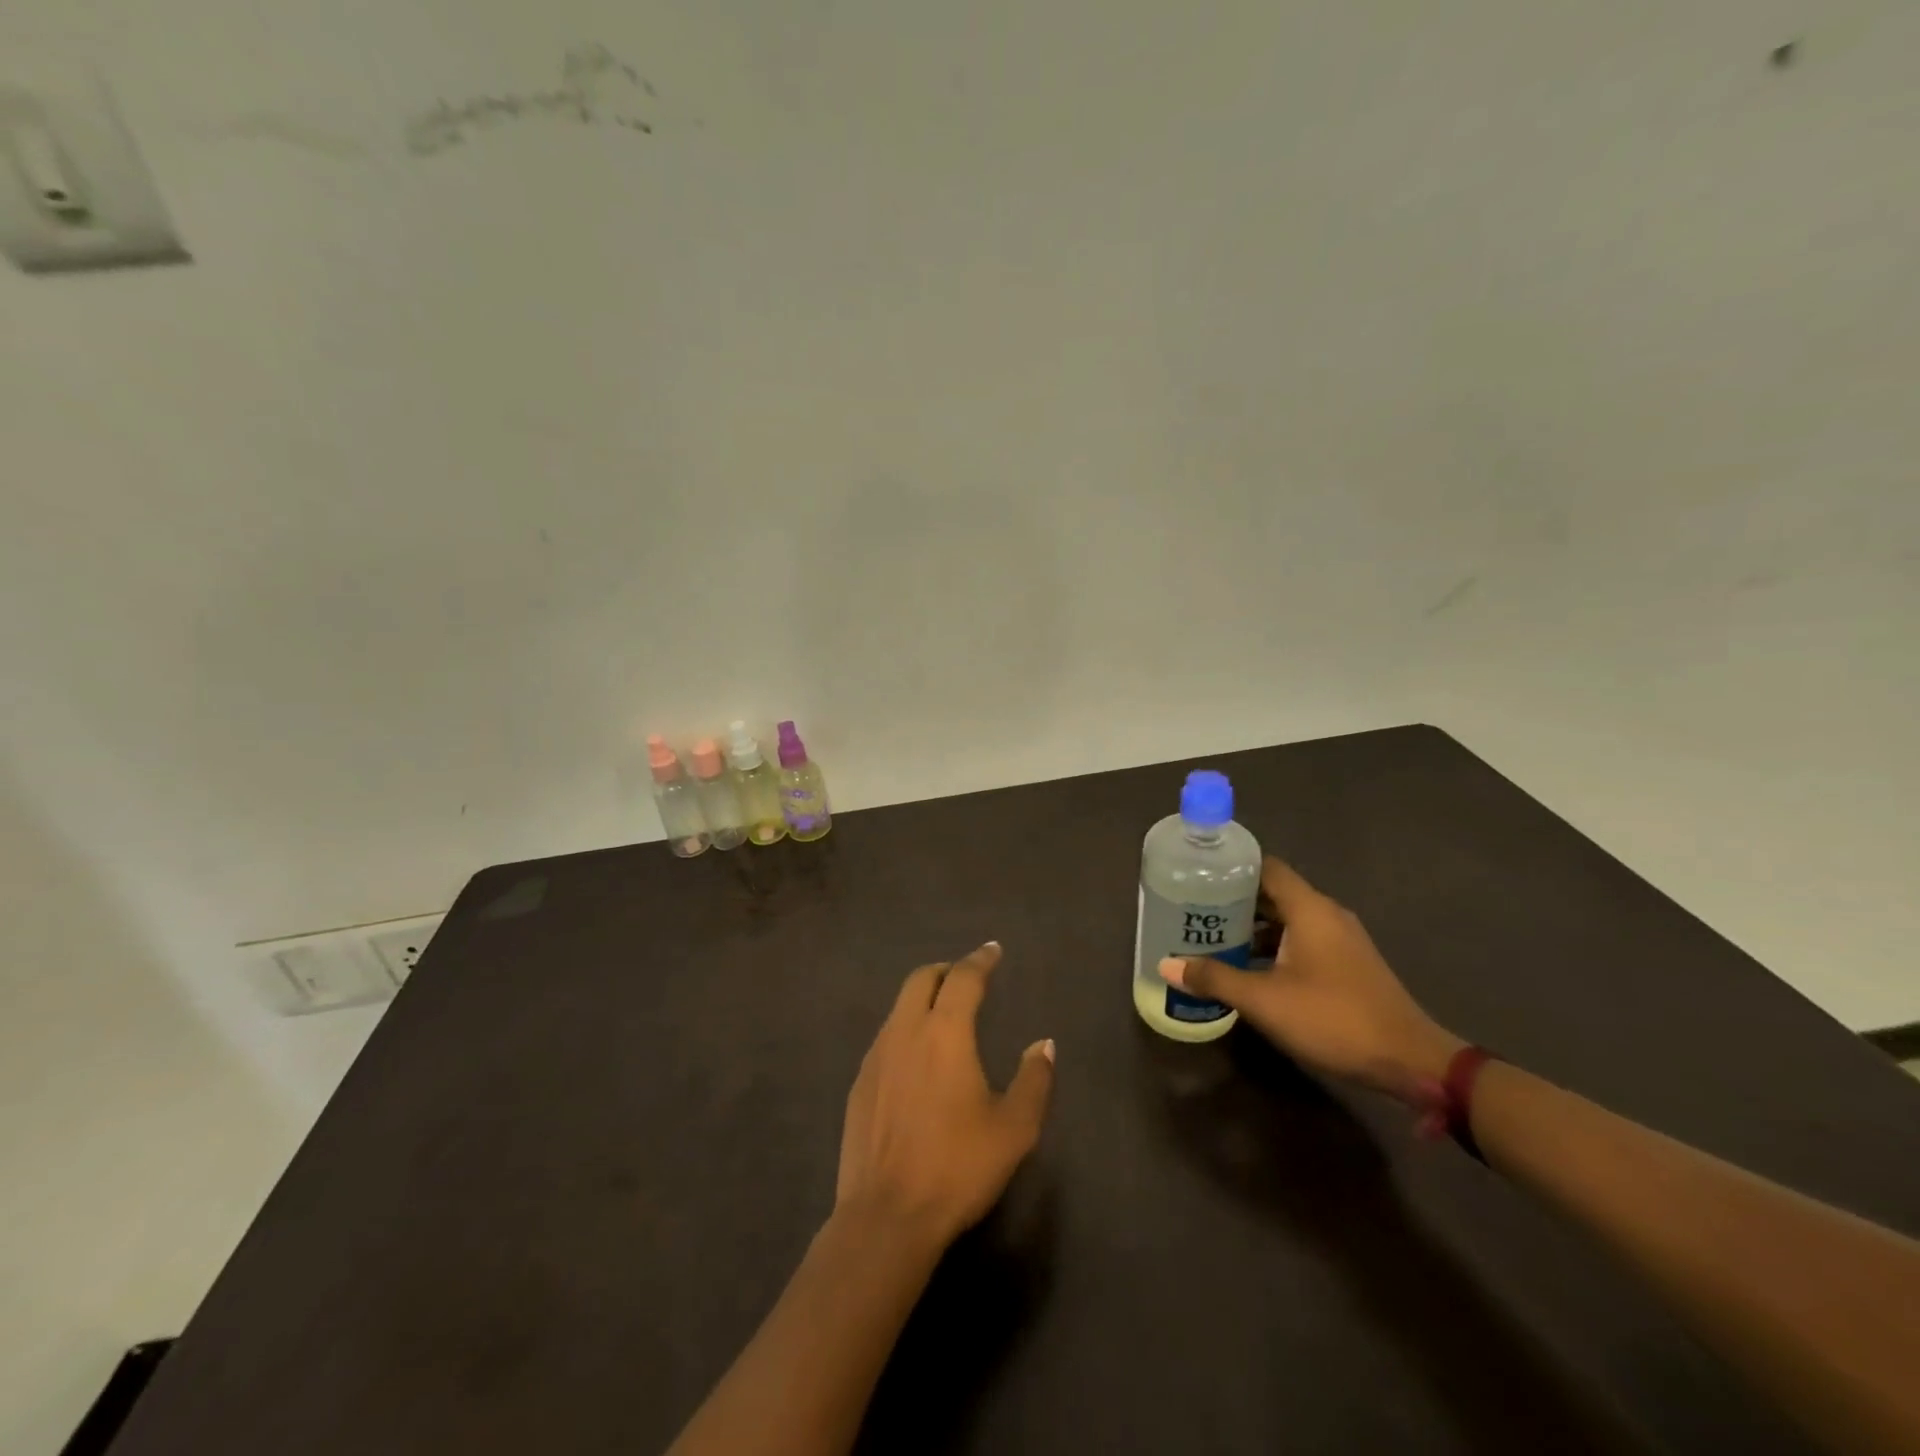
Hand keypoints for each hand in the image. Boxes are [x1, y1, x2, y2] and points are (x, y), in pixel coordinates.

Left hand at [837, 942, 1055, 1248]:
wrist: (886, 1216)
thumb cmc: (957, 1167)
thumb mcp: (1014, 1128)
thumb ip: (1034, 1079)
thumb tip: (1043, 1044)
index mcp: (944, 1032)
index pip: (963, 978)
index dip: (980, 960)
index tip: (992, 950)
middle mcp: (905, 1031)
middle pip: (921, 979)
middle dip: (946, 970)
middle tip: (967, 979)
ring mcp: (876, 1056)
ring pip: (899, 1007)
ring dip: (923, 998)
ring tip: (944, 1016)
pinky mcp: (859, 1082)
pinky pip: (886, 1037)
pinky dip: (906, 1029)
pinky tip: (917, 1060)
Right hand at [1160, 858, 1463, 1104]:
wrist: (1410, 1062)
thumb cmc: (1334, 1019)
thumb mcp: (1265, 1001)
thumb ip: (1215, 978)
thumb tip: (1166, 965)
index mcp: (1310, 909)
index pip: (1267, 867)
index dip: (1232, 867)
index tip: (1197, 874)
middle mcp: (1327, 915)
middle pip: (1274, 892)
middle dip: (1234, 899)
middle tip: (1193, 908)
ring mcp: (1341, 941)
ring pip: (1288, 919)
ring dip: (1253, 926)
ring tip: (1212, 937)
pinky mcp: (1347, 965)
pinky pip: (1301, 940)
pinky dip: (1273, 946)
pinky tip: (1248, 967)